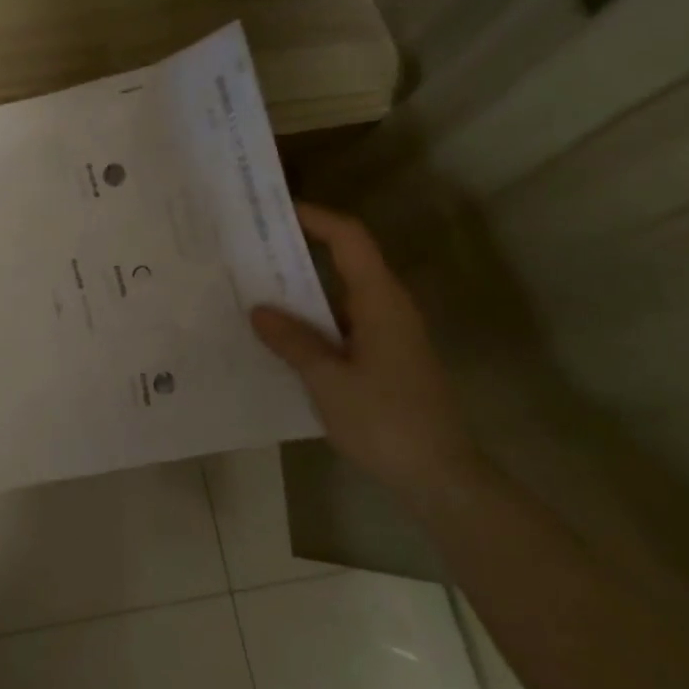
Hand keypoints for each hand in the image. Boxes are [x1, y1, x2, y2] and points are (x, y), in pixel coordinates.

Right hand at [250, 203, 480, 496]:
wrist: (441, 478)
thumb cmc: (386, 422)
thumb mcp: (328, 380)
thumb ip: (292, 341)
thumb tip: (259, 309)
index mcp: (379, 300)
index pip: (348, 238)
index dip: (314, 217)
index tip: (271, 210)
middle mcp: (386, 307)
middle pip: (342, 260)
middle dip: (296, 251)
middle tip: (247, 249)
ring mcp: (387, 333)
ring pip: (338, 295)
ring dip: (299, 290)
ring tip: (251, 288)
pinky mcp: (383, 358)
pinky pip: (340, 323)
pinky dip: (310, 320)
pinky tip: (278, 337)